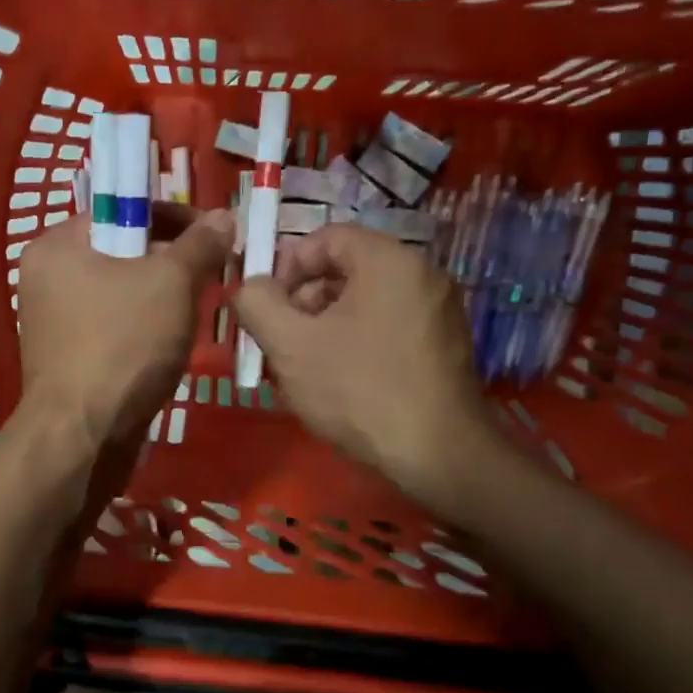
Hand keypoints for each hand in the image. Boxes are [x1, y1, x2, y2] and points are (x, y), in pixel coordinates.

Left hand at [16, 206, 234, 452]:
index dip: (171, 215)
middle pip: (121, 251)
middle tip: (211, 275)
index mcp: (57, 246)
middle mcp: (46, 278)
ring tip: (196, 311)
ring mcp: (54, 322)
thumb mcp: (171, 283)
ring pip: (121, 293)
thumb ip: (199, 244)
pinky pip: (114, 327)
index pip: (119, 209)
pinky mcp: (68, 358)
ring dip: (162, 297)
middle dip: (171, 261)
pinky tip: (171, 345)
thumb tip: (223, 216)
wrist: (83, 437)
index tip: (212, 234)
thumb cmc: (123, 345)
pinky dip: (144, 328)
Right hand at [232, 224, 492, 505]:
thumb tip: (248, 287)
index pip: (326, 237)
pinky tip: (340, 383)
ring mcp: (439, 311)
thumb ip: (257, 304)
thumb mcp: (290, 345)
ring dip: (326, 326)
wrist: (436, 454)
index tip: (267, 307)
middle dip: (303, 301)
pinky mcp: (444, 346)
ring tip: (305, 369)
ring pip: (364, 302)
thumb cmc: (357, 390)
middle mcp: (422, 274)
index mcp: (388, 260)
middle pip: (346, 270)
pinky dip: (356, 342)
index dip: (287, 266)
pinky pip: (388, 326)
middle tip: (281, 342)